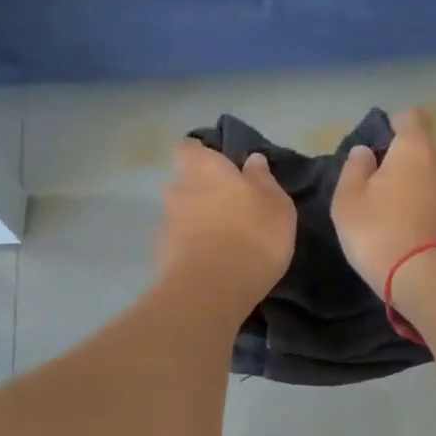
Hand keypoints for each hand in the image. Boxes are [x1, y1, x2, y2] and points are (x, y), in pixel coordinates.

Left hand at [158, 141, 296, 311]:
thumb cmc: (253, 234)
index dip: (202, 154)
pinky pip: (178, 244)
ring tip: (221, 243)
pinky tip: (210, 265)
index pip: (189, 147)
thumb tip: (253, 160)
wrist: (213, 288)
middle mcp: (177, 189)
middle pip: (185, 183)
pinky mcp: (160, 256)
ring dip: (196, 223)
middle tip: (229, 210)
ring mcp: (164, 224)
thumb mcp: (276, 204)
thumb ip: (263, 179)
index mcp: (203, 168)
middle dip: (202, 193)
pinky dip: (190, 250)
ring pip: (181, 215)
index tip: (221, 168)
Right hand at [331, 108, 435, 292]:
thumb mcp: (348, 203)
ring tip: (402, 220)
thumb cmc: (381, 233)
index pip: (412, 117)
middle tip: (385, 189)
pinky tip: (420, 240)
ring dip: (424, 192)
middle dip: (409, 164)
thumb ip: (354, 171)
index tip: (382, 144)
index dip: (397, 125)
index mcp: (417, 148)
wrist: (434, 282)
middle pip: (427, 152)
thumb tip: (364, 152)